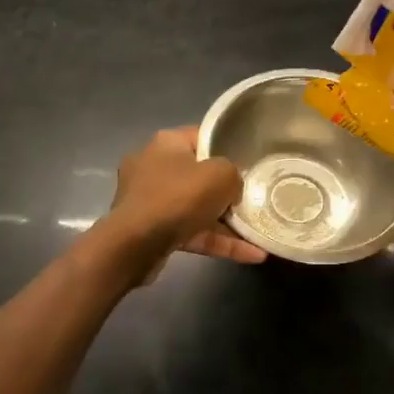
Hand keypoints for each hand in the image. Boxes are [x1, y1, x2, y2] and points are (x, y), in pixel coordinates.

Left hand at [108, 128, 266, 276]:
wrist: (135, 245)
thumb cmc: (178, 197)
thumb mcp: (221, 175)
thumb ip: (233, 174)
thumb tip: (231, 189)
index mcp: (167, 143)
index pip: (202, 138)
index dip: (227, 149)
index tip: (247, 165)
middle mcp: (154, 166)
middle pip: (200, 175)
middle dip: (226, 192)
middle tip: (251, 201)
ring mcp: (150, 200)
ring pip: (196, 207)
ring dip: (226, 223)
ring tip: (258, 235)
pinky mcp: (151, 230)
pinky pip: (191, 231)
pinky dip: (216, 241)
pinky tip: (251, 254)